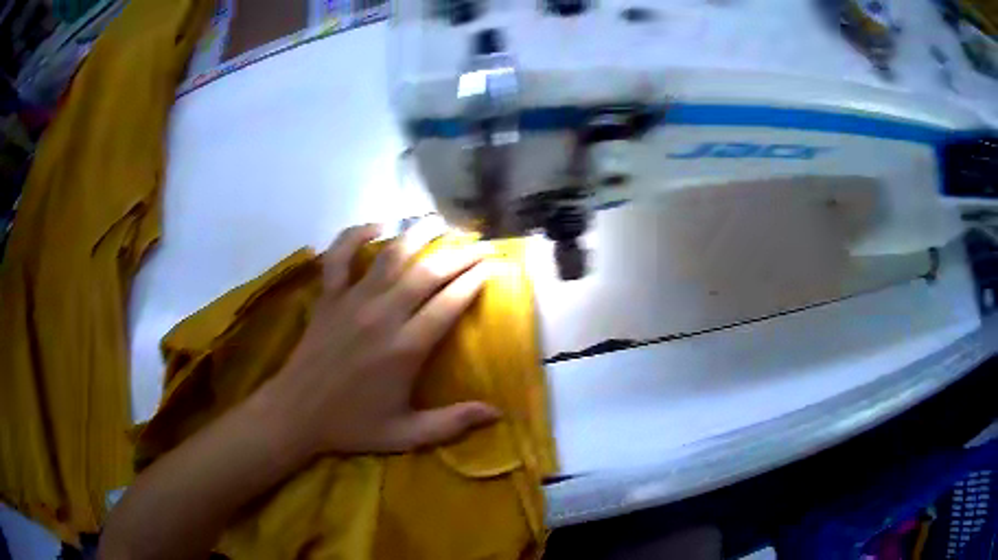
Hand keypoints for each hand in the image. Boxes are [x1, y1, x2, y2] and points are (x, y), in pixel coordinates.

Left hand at [254, 222, 500, 460]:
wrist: (296, 413)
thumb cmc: (352, 425)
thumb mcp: (405, 434)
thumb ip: (452, 423)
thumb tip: (497, 414)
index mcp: (405, 348)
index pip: (450, 302)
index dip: (475, 279)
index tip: (493, 265)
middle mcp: (382, 315)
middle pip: (428, 272)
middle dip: (459, 253)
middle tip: (480, 243)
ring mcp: (352, 301)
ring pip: (390, 255)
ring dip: (417, 233)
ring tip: (439, 221)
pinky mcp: (328, 297)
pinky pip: (339, 256)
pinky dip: (354, 235)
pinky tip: (375, 225)